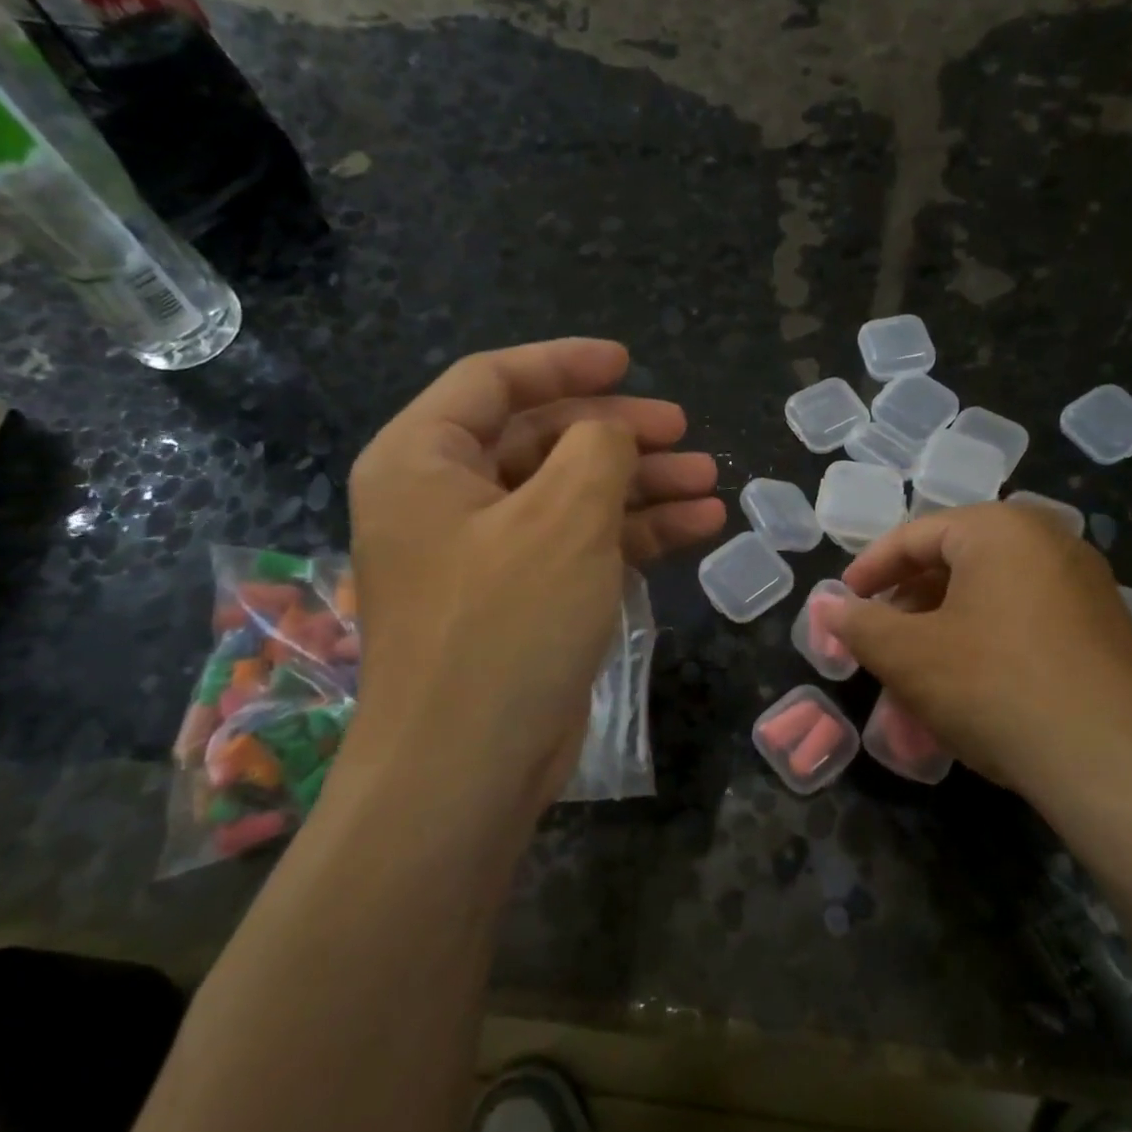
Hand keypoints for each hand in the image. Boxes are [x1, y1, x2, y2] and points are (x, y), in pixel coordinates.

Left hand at [341, 339, 724, 818]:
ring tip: (708, 480)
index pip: (494, 382)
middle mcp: (445, 499)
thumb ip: (598, 448)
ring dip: (638, 484)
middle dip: (617, 432)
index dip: (564, 364)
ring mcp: (485, 553)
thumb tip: (612, 433)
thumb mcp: (563, 517)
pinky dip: (632, 533)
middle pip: (540, 439)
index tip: (628, 361)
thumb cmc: (505, 625)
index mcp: (424, 461)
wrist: (467, 770)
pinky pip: (578, 544)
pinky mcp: (520, 599)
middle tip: (683, 431)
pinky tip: (697, 525)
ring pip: (568, 494)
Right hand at [834, 502, 1131, 801]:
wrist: (1120, 766)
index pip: (915, 535)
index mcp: (1000, 529)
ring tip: (913, 682)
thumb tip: (827, 606)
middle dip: (906, 608)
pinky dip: (983, 651)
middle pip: (954, 565)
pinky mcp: (1106, 635)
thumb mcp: (908, 655)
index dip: (868, 569)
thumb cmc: (995, 685)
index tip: (842, 603)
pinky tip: (966, 698)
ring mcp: (1085, 589)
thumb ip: (859, 624)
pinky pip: (1024, 628)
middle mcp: (1049, 544)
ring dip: (941, 637)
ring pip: (988, 602)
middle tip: (877, 644)